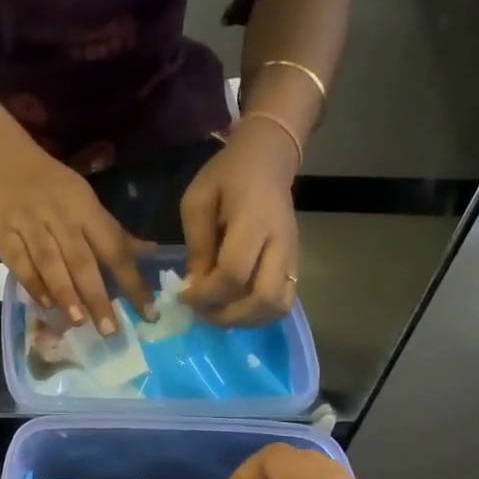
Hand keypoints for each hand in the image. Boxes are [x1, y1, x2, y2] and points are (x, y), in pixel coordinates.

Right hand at [0, 141, 152, 333]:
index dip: (132, 280)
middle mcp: (60, 218)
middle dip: (97, 296)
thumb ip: (113, 233)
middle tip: (110, 329)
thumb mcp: (87, 202)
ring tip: (79, 321)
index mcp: (86, 210)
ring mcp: (30, 225)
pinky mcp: (3, 233)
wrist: (2, 159)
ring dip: (65, 293)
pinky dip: (32, 284)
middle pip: (82, 260)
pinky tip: (45, 304)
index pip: (114, 248)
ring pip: (50, 263)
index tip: (147, 310)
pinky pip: (18, 262)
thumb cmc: (53, 186)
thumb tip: (150, 253)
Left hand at [180, 121, 299, 325]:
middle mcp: (280, 243)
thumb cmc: (228, 175)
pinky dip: (258, 314)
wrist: (269, 158)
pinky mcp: (295, 263)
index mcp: (254, 221)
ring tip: (218, 312)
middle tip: (203, 312)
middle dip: (228, 315)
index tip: (183, 296)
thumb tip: (195, 286)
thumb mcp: (198, 200)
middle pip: (264, 299)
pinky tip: (235, 306)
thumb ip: (197, 244)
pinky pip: (282, 301)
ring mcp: (292, 255)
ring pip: (278, 306)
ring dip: (246, 320)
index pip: (233, 274)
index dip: (205, 294)